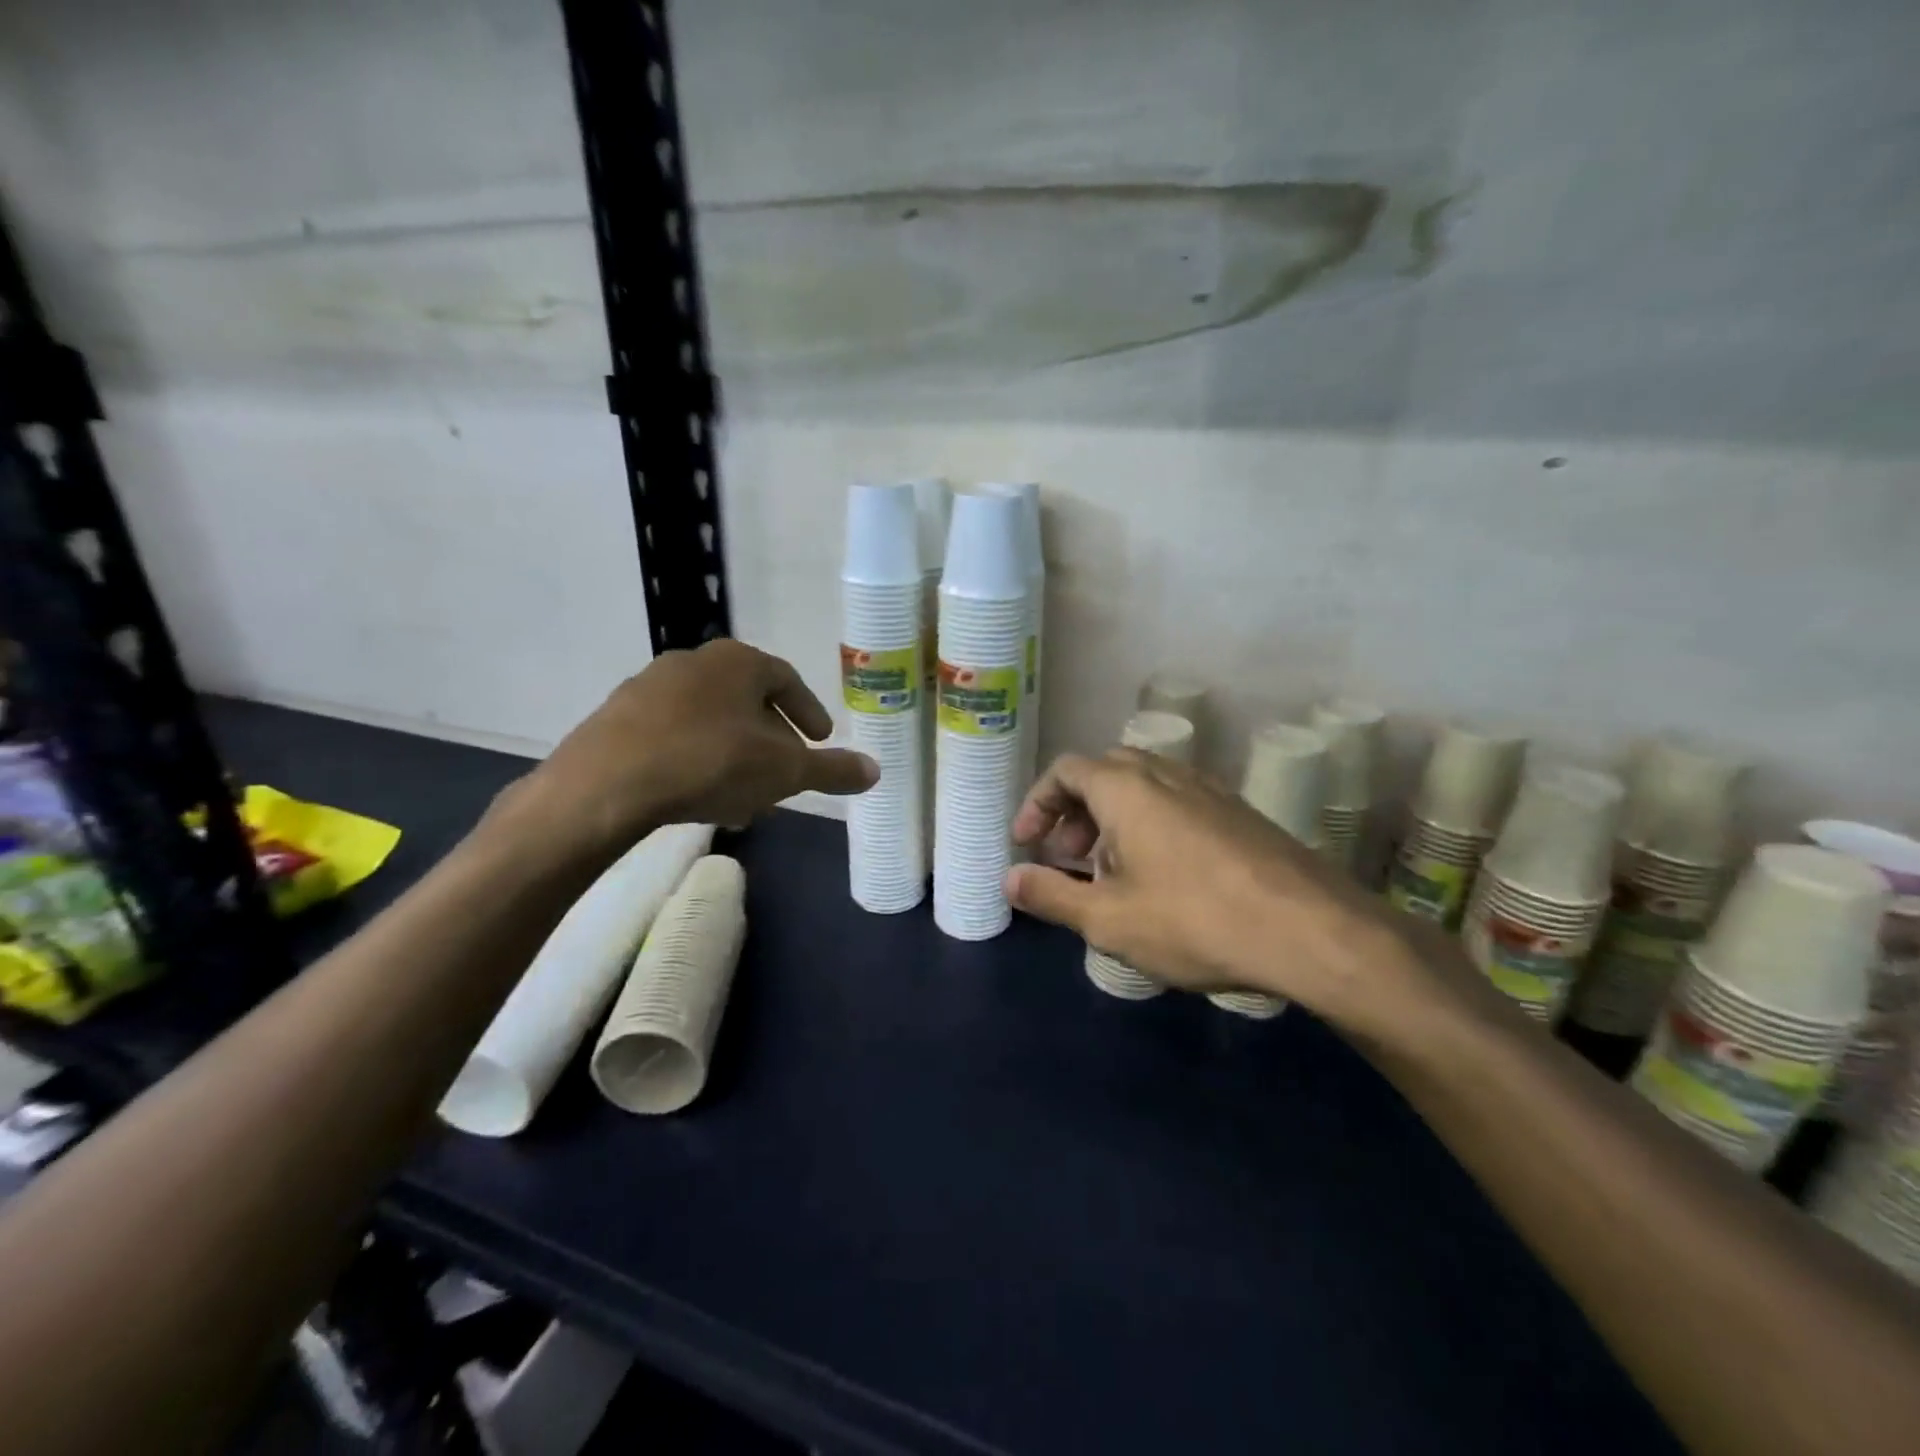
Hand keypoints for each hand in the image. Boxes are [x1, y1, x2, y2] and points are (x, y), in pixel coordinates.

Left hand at [502, 641, 877, 860]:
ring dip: (735, 754)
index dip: (808, 711)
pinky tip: (700, 796)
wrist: (608, 784)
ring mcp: (650, 687)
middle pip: (748, 702)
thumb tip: (877, 771)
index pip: (787, 680)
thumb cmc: (711, 763)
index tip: (821, 739)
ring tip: (744, 797)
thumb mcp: (785, 772)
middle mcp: (695, 662)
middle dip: (772, 741)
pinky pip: (674, 735)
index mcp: (739, 662)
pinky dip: (697, 759)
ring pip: (711, 721)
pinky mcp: (618, 717)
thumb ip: (831, 770)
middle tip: (785, 775)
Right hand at [1003, 750, 1478, 1038]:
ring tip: (1111, 871)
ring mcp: (1209, 788)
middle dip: (1075, 810)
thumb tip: (1009, 879)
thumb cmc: (1196, 921)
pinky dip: (1151, 824)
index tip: (1027, 843)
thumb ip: (1052, 896)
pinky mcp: (1240, 812)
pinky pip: (1177, 802)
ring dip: (1113, 818)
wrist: (1313, 930)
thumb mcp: (1110, 920)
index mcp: (1126, 788)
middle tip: (1067, 856)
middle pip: (1104, 771)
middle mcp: (1166, 773)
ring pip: (1144, 787)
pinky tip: (1164, 876)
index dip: (1037, 803)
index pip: (1065, 770)